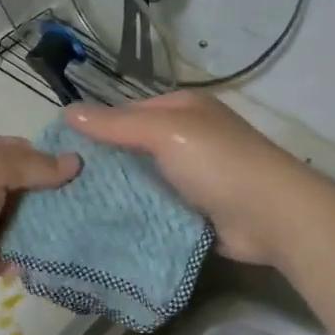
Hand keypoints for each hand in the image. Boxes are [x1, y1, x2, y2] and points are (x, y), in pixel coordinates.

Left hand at [0, 133, 79, 306]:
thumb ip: (32, 164)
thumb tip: (75, 162)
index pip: (24, 151)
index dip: (55, 162)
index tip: (91, 178)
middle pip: (26, 188)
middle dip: (56, 200)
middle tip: (96, 212)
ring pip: (21, 222)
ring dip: (45, 231)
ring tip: (86, 238)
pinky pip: (9, 254)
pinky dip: (27, 258)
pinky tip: (55, 262)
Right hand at [67, 92, 313, 266]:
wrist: (273, 217)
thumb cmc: (218, 162)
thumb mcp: (164, 132)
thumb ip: (116, 124)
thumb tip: (67, 111)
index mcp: (183, 109)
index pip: (128, 112)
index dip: (97, 127)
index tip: (61, 150)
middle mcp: (188, 138)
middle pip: (134, 148)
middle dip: (104, 164)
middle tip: (61, 184)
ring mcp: (193, 176)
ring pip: (143, 180)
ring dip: (118, 192)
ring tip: (73, 207)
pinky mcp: (195, 210)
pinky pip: (156, 208)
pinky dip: (136, 214)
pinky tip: (105, 225)